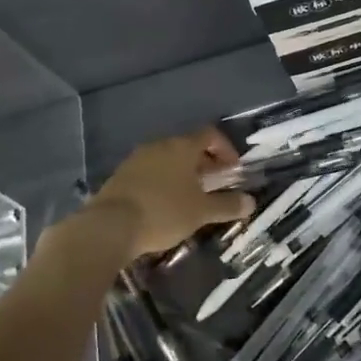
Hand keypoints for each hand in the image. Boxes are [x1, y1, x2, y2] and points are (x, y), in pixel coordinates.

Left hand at [90, 128, 255, 257]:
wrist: (108, 226)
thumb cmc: (163, 212)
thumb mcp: (201, 212)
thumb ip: (228, 205)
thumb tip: (251, 202)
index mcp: (182, 147)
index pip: (210, 134)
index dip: (225, 149)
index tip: (233, 169)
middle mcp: (160, 145)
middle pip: (188, 146)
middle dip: (205, 162)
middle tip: (216, 183)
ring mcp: (137, 159)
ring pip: (168, 159)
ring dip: (183, 172)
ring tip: (191, 196)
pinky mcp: (121, 175)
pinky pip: (150, 171)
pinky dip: (163, 181)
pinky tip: (164, 204)